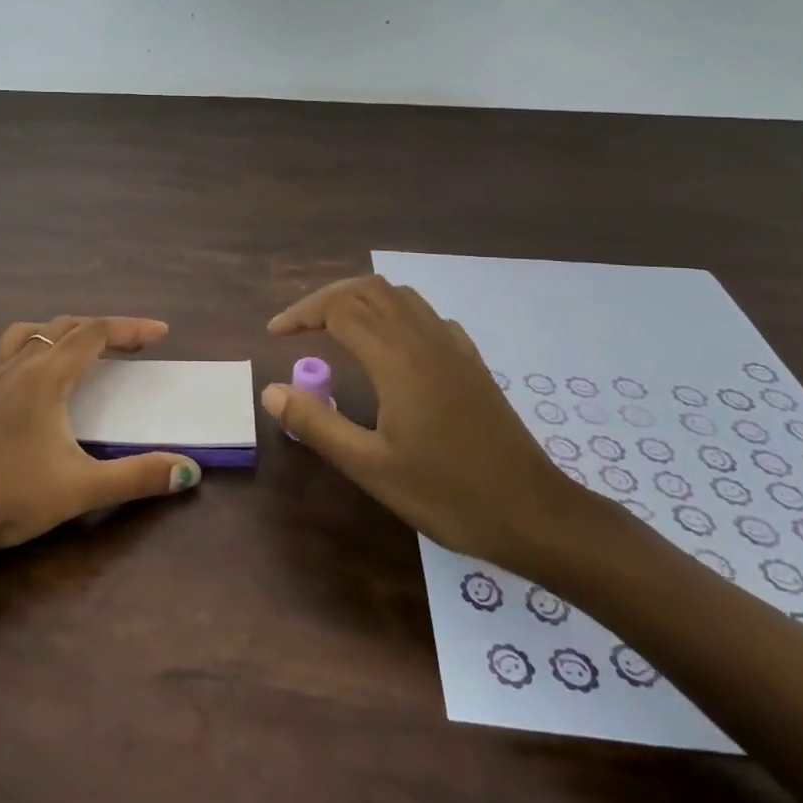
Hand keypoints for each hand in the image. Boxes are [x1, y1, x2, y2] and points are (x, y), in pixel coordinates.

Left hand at [0, 315, 201, 552]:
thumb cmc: (7, 497)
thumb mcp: (80, 490)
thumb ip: (137, 477)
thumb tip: (189, 469)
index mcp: (46, 376)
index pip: (96, 333)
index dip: (131, 328)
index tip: (161, 333)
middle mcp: (16, 365)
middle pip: (65, 327)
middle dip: (103, 329)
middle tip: (132, 345)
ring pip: (26, 333)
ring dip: (58, 332)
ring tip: (76, 348)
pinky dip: (18, 354)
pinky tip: (18, 375)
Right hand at [262, 275, 607, 574]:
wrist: (533, 512)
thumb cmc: (446, 493)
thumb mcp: (370, 467)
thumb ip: (317, 424)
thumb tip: (270, 391)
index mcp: (396, 357)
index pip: (339, 309)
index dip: (301, 314)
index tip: (275, 335)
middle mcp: (424, 338)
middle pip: (368, 290)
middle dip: (326, 299)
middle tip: (298, 327)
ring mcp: (452, 346)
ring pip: (399, 296)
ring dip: (360, 300)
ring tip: (335, 327)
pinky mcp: (471, 362)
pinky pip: (426, 316)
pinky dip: (394, 313)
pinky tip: (390, 345)